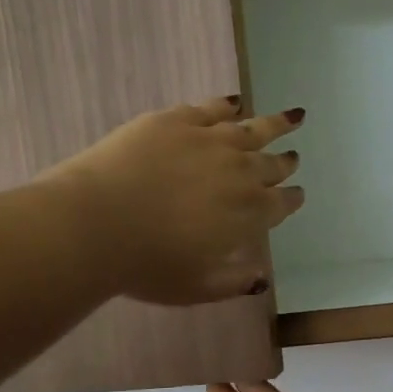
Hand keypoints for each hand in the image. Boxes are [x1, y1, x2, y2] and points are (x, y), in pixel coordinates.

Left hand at [45, 98, 304, 304]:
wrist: (96, 223)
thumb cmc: (147, 265)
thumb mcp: (196, 288)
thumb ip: (233, 282)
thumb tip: (260, 279)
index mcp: (249, 213)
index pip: (281, 203)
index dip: (291, 199)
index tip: (297, 194)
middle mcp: (240, 171)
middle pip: (272, 164)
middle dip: (285, 163)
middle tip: (293, 158)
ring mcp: (210, 140)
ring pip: (254, 128)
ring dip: (276, 124)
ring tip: (293, 116)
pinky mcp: (178, 120)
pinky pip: (212, 108)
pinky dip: (228, 106)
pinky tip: (235, 103)